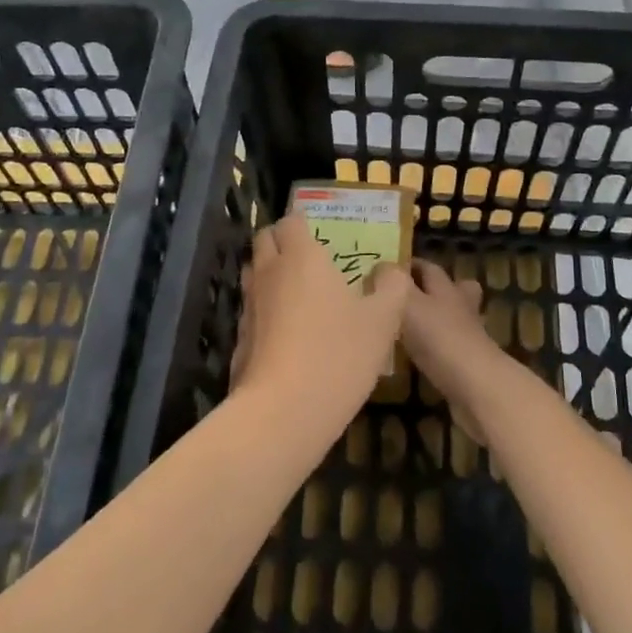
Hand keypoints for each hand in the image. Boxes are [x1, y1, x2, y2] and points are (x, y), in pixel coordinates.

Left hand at [229, 214, 411, 428]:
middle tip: (310, 256)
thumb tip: (390, 271)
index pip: (292, 220)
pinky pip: (253, 309)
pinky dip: (267, 309)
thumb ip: (391, 287)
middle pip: (265, 240)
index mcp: (302, 257)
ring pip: (255, 273)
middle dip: (283, 240)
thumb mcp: (383, 320)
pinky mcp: (240, 337)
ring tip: (300, 291)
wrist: (283, 412)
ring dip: (272, 273)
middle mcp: (269, 272)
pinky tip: (287, 331)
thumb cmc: (337, 354)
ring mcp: (250, 305)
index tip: (322, 231)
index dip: (304, 221)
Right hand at [401, 260, 508, 440]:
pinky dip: (433, 348)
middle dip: (431, 290)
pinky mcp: (467, 363)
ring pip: (451, 319)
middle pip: (452, 290)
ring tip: (405, 328)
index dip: (411, 265)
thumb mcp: (408, 302)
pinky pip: (448, 347)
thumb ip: (394, 282)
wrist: (474, 384)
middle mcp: (459, 306)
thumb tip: (382, 264)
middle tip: (402, 297)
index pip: (429, 268)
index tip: (388, 270)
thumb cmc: (439, 336)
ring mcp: (467, 336)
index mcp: (445, 288)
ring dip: (433, 321)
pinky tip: (414, 357)